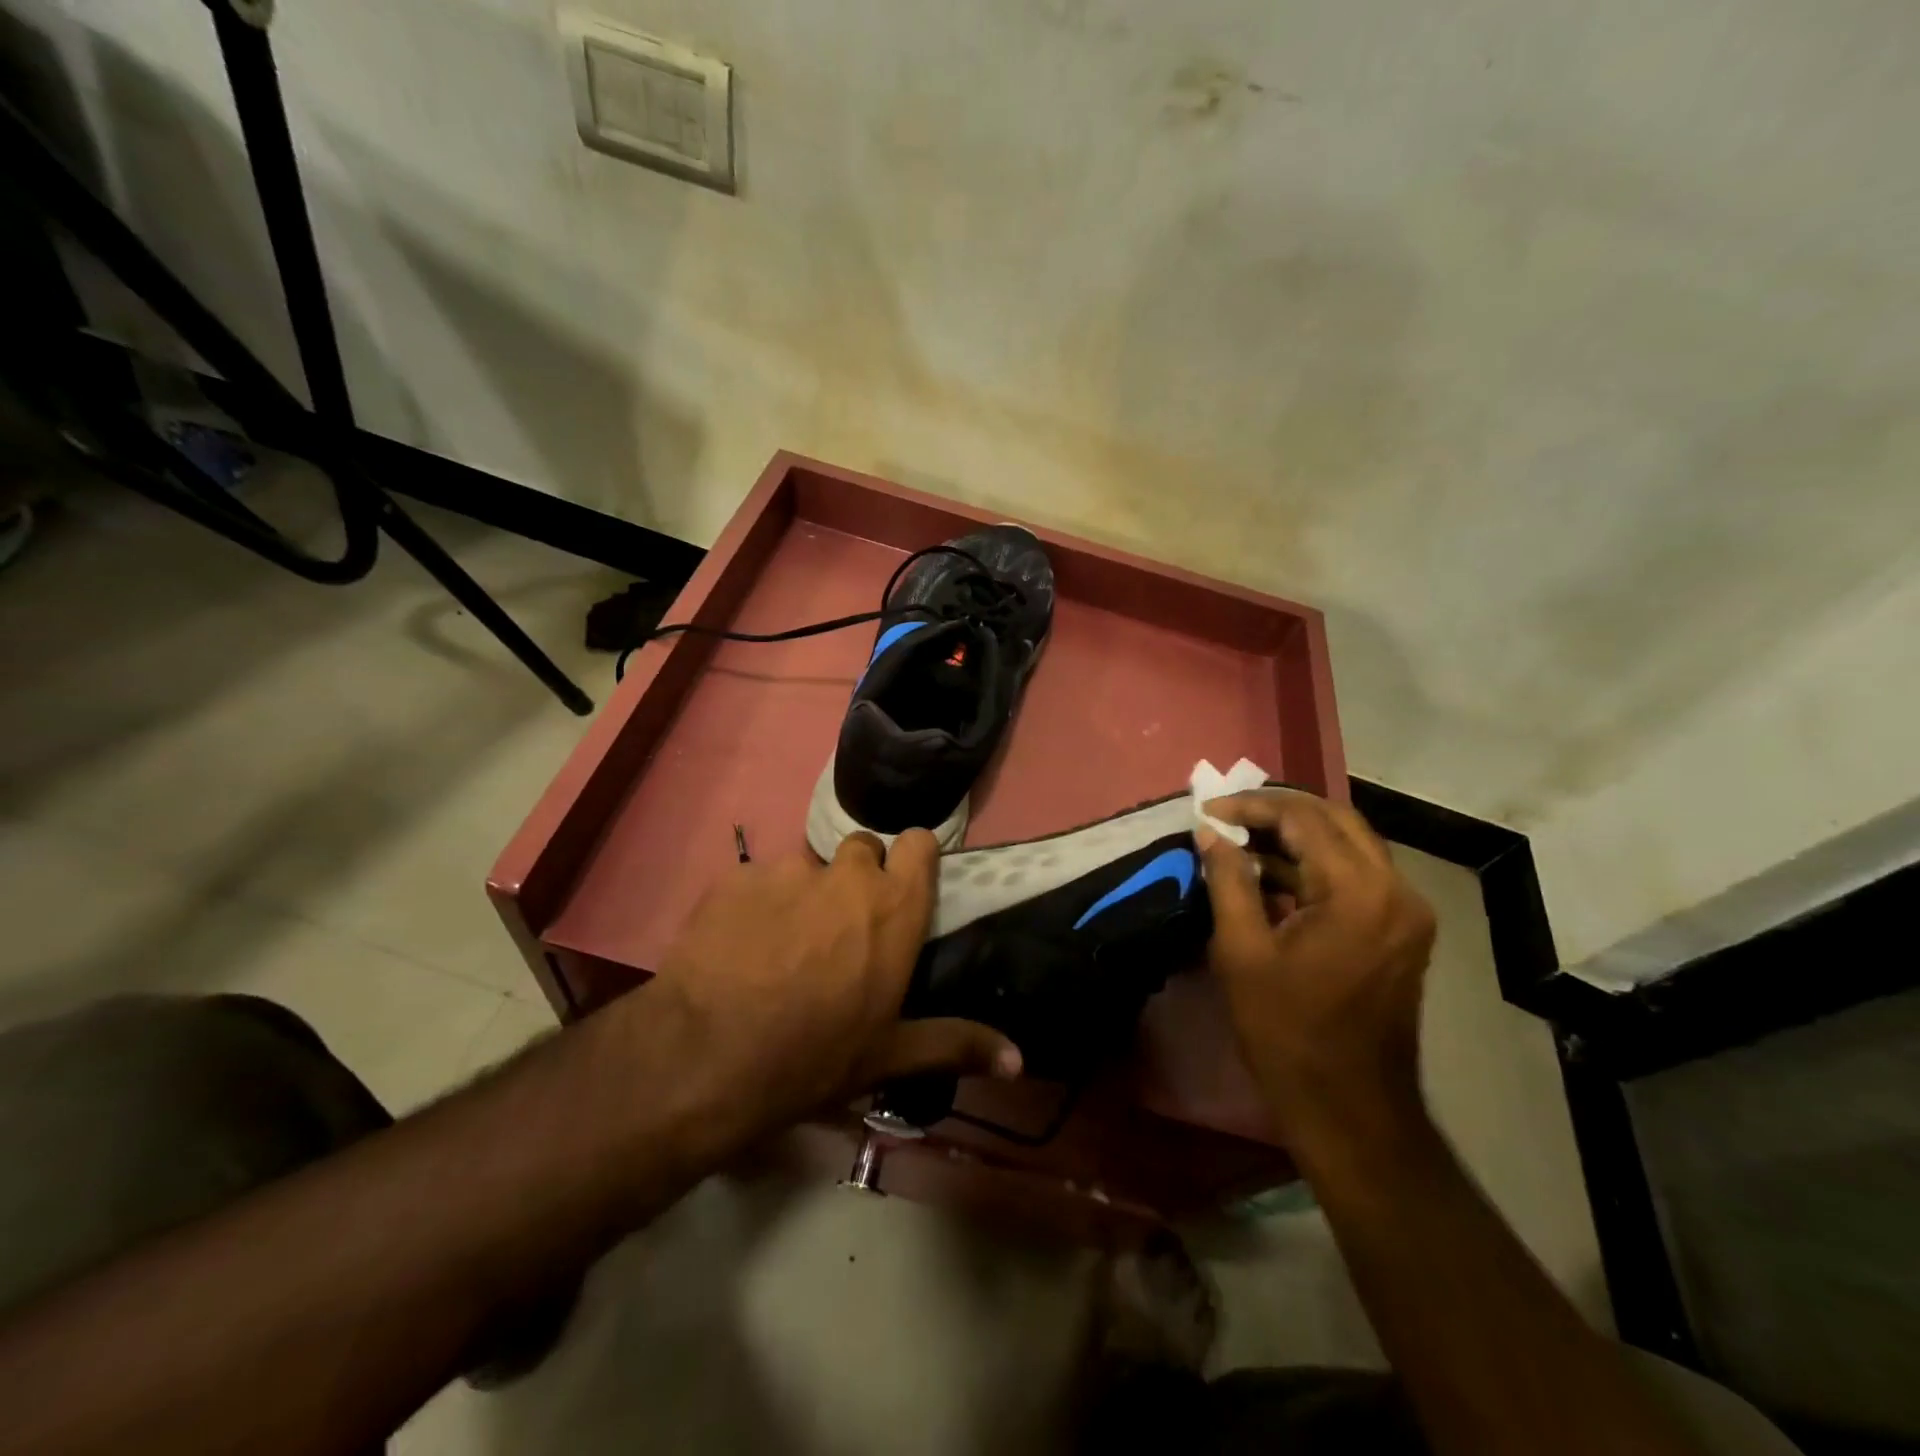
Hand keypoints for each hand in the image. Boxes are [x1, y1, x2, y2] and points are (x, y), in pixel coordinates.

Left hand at [641, 830, 1021, 1139]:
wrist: (706, 1056)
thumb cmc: (813, 1057)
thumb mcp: (889, 1056)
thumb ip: (957, 1044)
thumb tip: (1019, 1059)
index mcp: (894, 907)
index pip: (918, 842)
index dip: (912, 859)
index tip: (902, 888)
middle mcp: (847, 874)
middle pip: (862, 848)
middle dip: (856, 877)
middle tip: (840, 928)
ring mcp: (788, 870)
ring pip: (807, 866)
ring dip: (804, 893)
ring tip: (782, 944)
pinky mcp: (737, 877)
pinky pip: (757, 880)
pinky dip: (756, 903)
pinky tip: (739, 946)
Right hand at [1196, 790, 1435, 1145]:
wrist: (1350, 1106)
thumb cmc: (1286, 1031)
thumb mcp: (1241, 951)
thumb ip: (1227, 880)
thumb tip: (1209, 832)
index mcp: (1357, 891)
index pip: (1303, 817)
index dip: (1250, 806)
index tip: (1206, 811)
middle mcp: (1395, 888)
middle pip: (1334, 818)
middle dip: (1276, 810)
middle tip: (1226, 817)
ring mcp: (1406, 909)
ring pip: (1349, 842)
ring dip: (1296, 834)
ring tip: (1241, 840)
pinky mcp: (1402, 928)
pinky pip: (1357, 872)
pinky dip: (1315, 863)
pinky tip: (1272, 874)